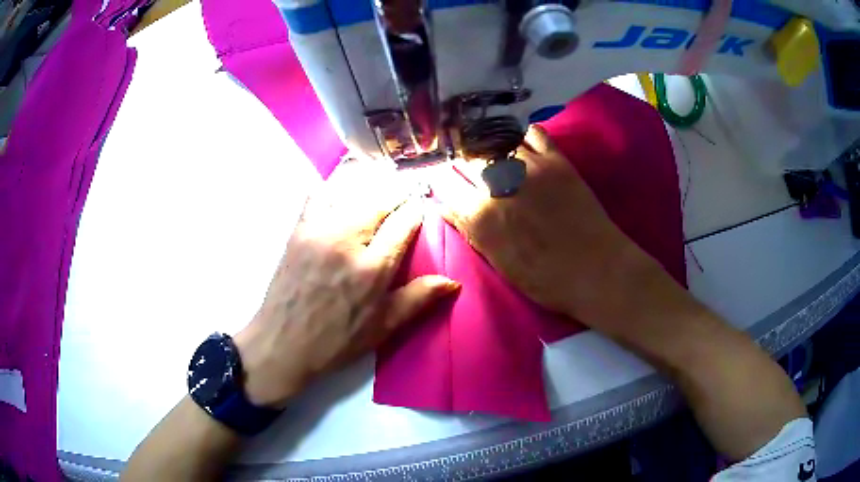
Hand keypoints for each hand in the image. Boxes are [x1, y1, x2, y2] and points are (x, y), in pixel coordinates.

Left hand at [234, 161, 458, 408]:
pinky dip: (334, 190)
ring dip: (370, 190)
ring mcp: (318, 230)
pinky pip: (318, 195)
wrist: (281, 343)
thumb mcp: (382, 328)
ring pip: (351, 192)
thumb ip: (418, 300)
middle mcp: (347, 240)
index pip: (404, 222)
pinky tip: (340, 196)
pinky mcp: (298, 230)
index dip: (417, 212)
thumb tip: (453, 282)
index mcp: (372, 268)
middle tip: (404, 198)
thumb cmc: (335, 341)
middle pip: (380, 200)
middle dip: (397, 195)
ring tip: (377, 195)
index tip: (421, 211)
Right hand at [430, 126, 661, 328]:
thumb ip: (471, 230)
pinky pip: (531, 133)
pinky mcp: (555, 159)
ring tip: (489, 151)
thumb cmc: (547, 279)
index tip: (443, 181)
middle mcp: (498, 184)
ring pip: (494, 141)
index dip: (441, 182)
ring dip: (487, 145)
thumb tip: (445, 206)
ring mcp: (528, 166)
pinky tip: (519, 144)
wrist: (597, 270)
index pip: (445, 186)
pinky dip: (521, 135)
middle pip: (465, 159)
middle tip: (466, 167)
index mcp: (481, 215)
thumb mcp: (500, 263)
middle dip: (460, 162)